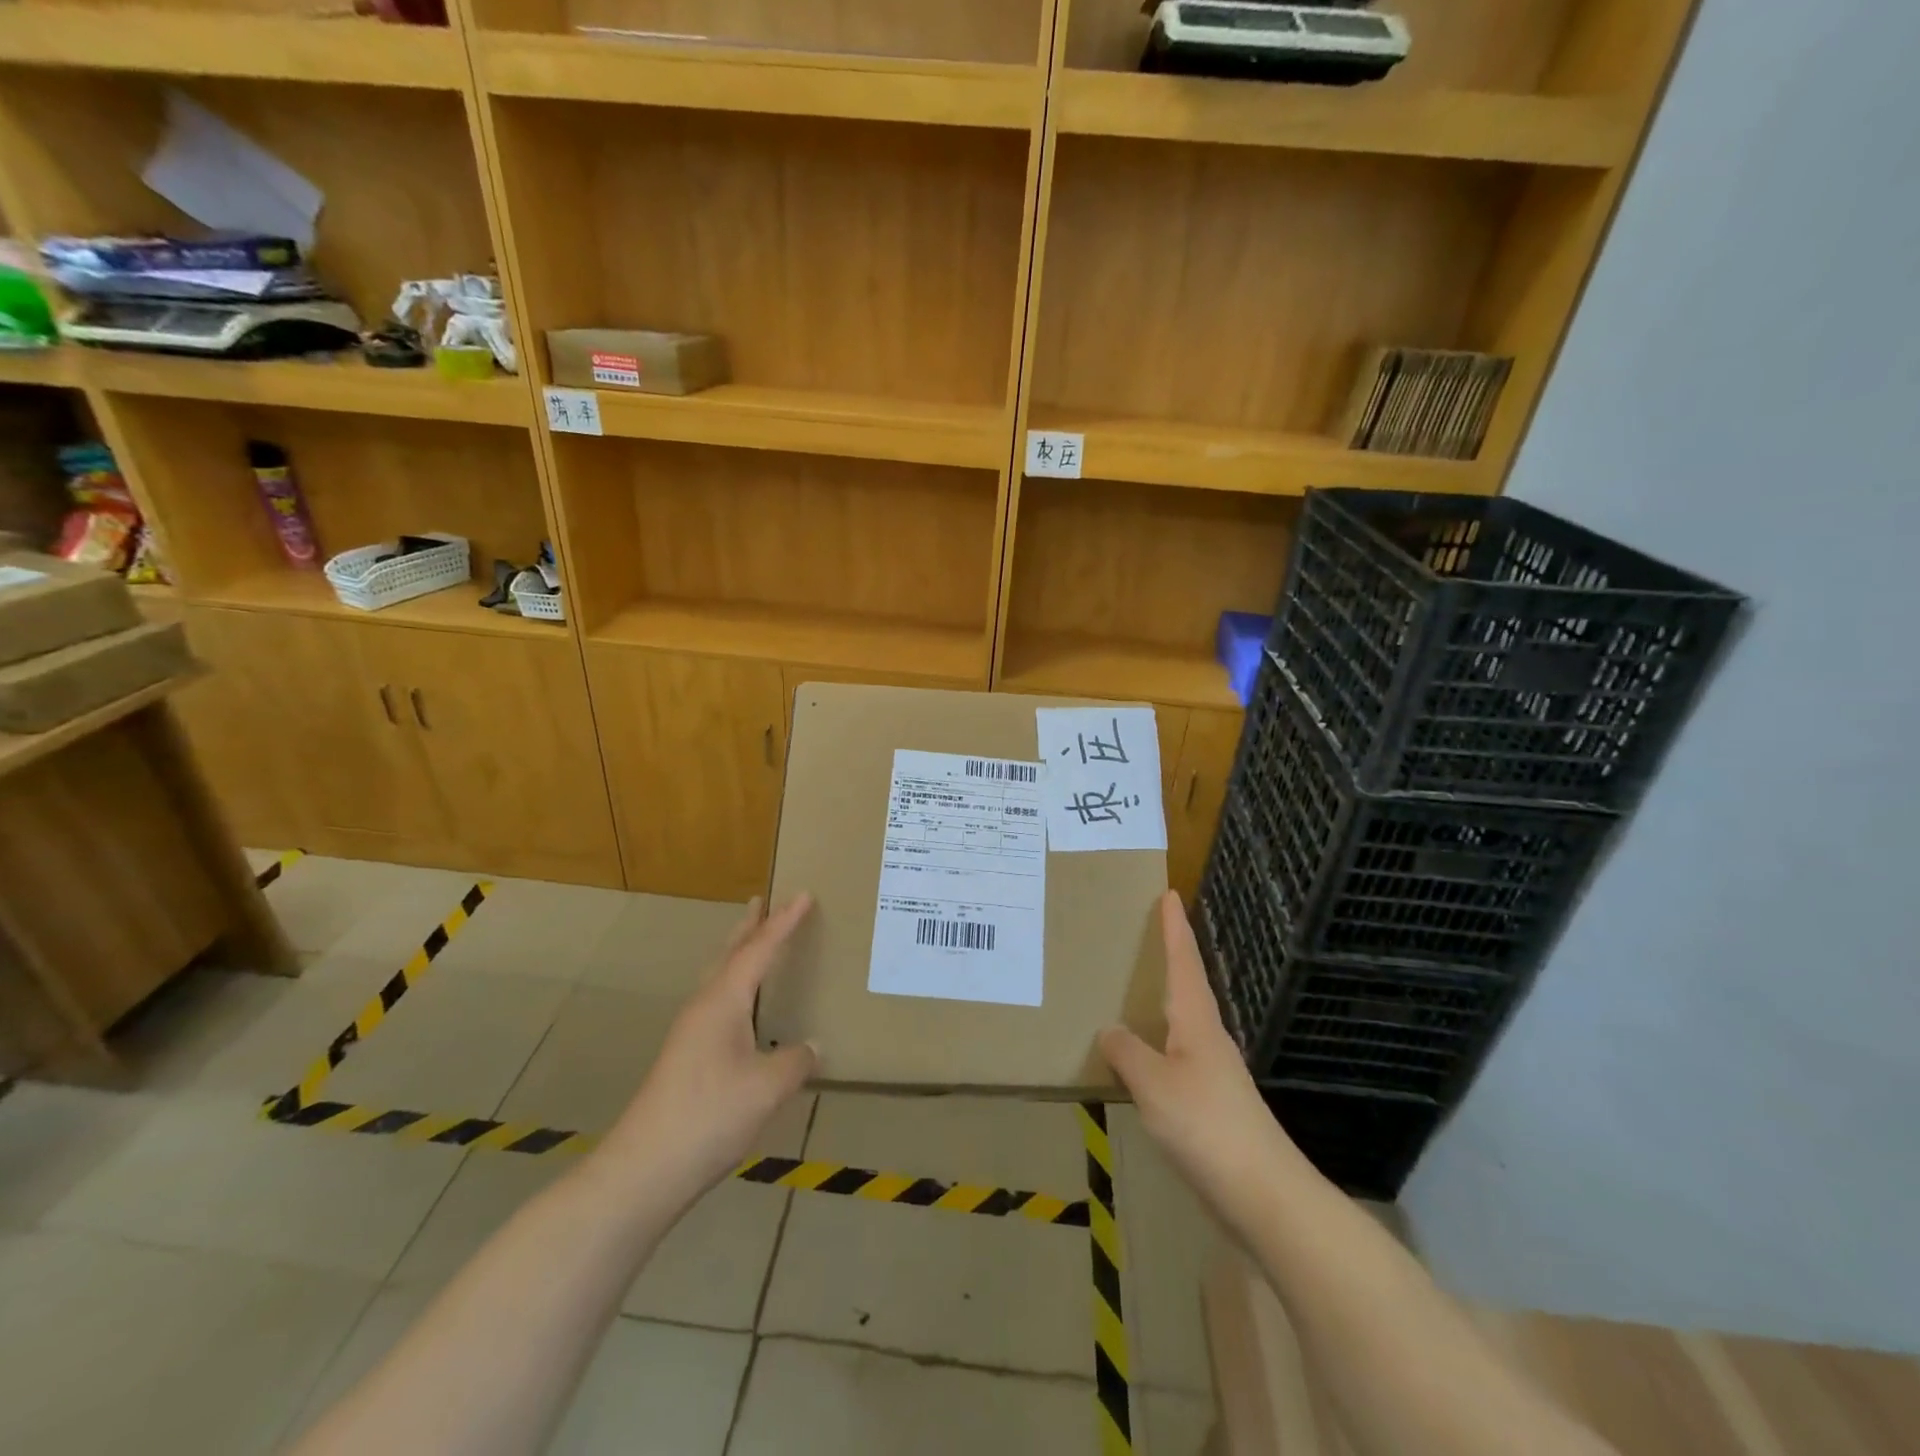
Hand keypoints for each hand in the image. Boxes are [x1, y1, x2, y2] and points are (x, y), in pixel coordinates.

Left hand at [595, 895, 817, 1208]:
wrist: (644, 1169)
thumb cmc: (709, 1115)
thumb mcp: (767, 1087)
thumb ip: (796, 1060)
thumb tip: (812, 1046)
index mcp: (723, 1001)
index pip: (759, 949)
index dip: (784, 922)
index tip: (803, 894)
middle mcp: (704, 1007)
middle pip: (730, 954)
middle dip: (750, 926)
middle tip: (764, 901)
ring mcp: (690, 1033)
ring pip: (720, 978)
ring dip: (740, 954)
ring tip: (756, 941)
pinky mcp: (687, 1057)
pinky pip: (718, 1002)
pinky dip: (737, 986)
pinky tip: (745, 1008)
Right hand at [1100, 892, 1305, 1219]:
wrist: (1264, 1196)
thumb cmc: (1207, 1127)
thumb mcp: (1155, 1085)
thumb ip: (1128, 1053)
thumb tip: (1110, 1030)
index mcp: (1197, 1023)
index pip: (1184, 962)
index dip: (1175, 928)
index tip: (1169, 893)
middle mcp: (1209, 1039)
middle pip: (1188, 986)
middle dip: (1171, 957)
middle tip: (1147, 933)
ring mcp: (1213, 1073)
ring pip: (1183, 1022)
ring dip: (1163, 999)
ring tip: (1135, 989)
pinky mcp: (1212, 1105)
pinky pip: (1177, 1057)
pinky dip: (1158, 1043)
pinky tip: (1142, 1058)